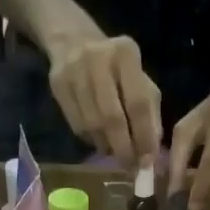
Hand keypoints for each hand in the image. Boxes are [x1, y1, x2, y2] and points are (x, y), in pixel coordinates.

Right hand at [47, 33, 162, 168]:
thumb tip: (151, 153)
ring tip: (116, 152)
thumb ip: (150, 114)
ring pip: (92, 125)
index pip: (138, 103)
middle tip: (130, 167)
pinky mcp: (58, 85)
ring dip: (107, 146)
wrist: (73, 41)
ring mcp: (74, 72)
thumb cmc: (116, 67)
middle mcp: (99, 60)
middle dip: (124, 148)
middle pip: (112, 118)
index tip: (148, 161)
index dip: (144, 136)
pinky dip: (91, 140)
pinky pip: (77, 125)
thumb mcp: (140, 81)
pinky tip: (99, 139)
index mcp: (126, 54)